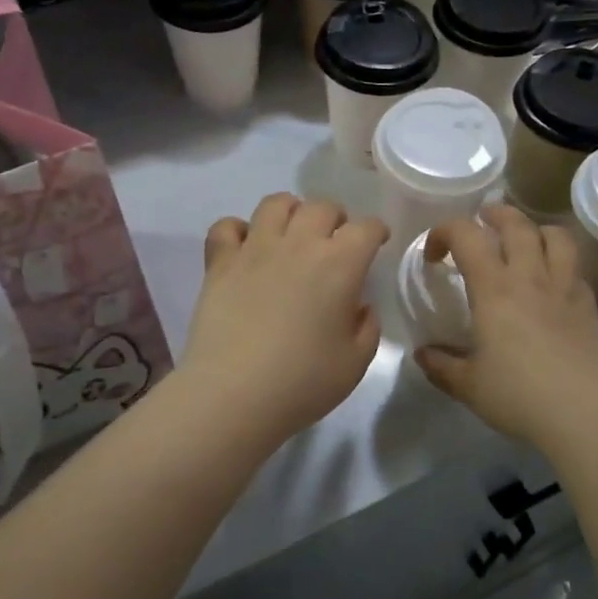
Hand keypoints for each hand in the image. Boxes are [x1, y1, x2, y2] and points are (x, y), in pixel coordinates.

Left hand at [180, 193, 388, 443]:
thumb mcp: (355, 362)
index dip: (376, 232)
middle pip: (322, 206)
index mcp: (340, 264)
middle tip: (335, 241)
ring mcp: (255, 249)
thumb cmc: (303, 382)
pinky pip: (226, 227)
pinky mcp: (220, 263)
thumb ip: (366, 326)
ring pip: (276, 204)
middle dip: (336, 218)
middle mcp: (299, 244)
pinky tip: (244, 248)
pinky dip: (237, 230)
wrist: (233, 394)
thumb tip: (358, 306)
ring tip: (292, 233)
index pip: (366, 228)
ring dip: (291, 211)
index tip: (377, 243)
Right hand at [415, 205, 597, 445]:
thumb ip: (442, 366)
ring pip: (556, 236)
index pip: (466, 235)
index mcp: (494, 289)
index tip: (435, 256)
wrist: (586, 414)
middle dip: (494, 215)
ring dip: (535, 229)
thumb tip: (423, 354)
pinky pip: (576, 269)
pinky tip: (553, 285)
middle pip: (516, 223)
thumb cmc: (519, 396)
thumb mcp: (469, 386)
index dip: (444, 232)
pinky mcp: (591, 306)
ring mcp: (566, 288)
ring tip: (525, 240)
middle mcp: (531, 277)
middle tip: (482, 223)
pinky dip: (561, 264)